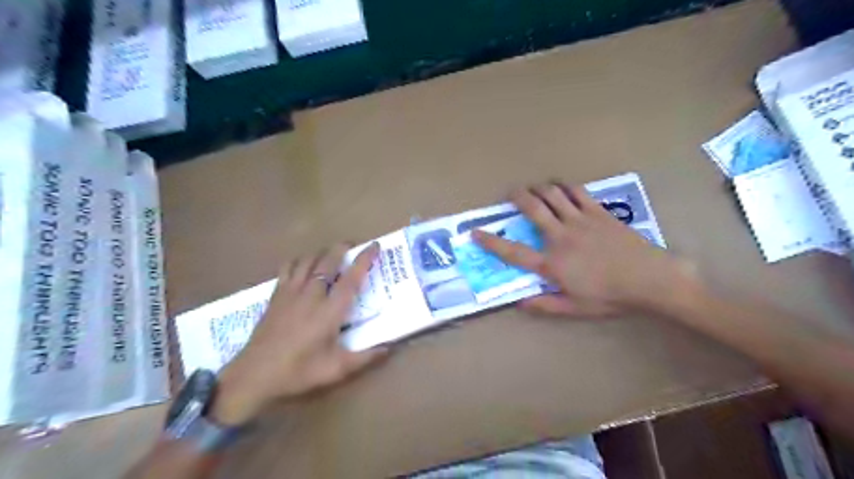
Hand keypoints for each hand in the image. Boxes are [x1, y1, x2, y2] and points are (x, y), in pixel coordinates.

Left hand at [211, 246, 389, 424]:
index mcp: (330, 311)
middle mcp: (312, 295)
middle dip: (343, 248)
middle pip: (329, 260)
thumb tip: (389, 349)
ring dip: (323, 252)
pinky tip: (303, 265)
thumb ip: (365, 358)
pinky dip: (299, 260)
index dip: (364, 259)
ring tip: (332, 254)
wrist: (254, 375)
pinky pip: (288, 267)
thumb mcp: (336, 369)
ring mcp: (291, 292)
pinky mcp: (276, 295)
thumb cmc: (298, 371)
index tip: (374, 245)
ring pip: (308, 260)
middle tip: (354, 245)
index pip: (351, 278)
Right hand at [470, 184, 696, 318]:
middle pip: (533, 209)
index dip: (491, 242)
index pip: (514, 252)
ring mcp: (580, 221)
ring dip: (540, 188)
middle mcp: (561, 237)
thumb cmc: (611, 297)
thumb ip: (546, 305)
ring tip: (535, 188)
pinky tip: (562, 187)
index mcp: (552, 263)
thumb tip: (520, 302)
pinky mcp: (598, 212)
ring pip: (553, 195)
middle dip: (518, 197)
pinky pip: (577, 193)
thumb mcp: (576, 308)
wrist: (649, 279)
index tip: (475, 232)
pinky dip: (566, 187)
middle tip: (511, 192)